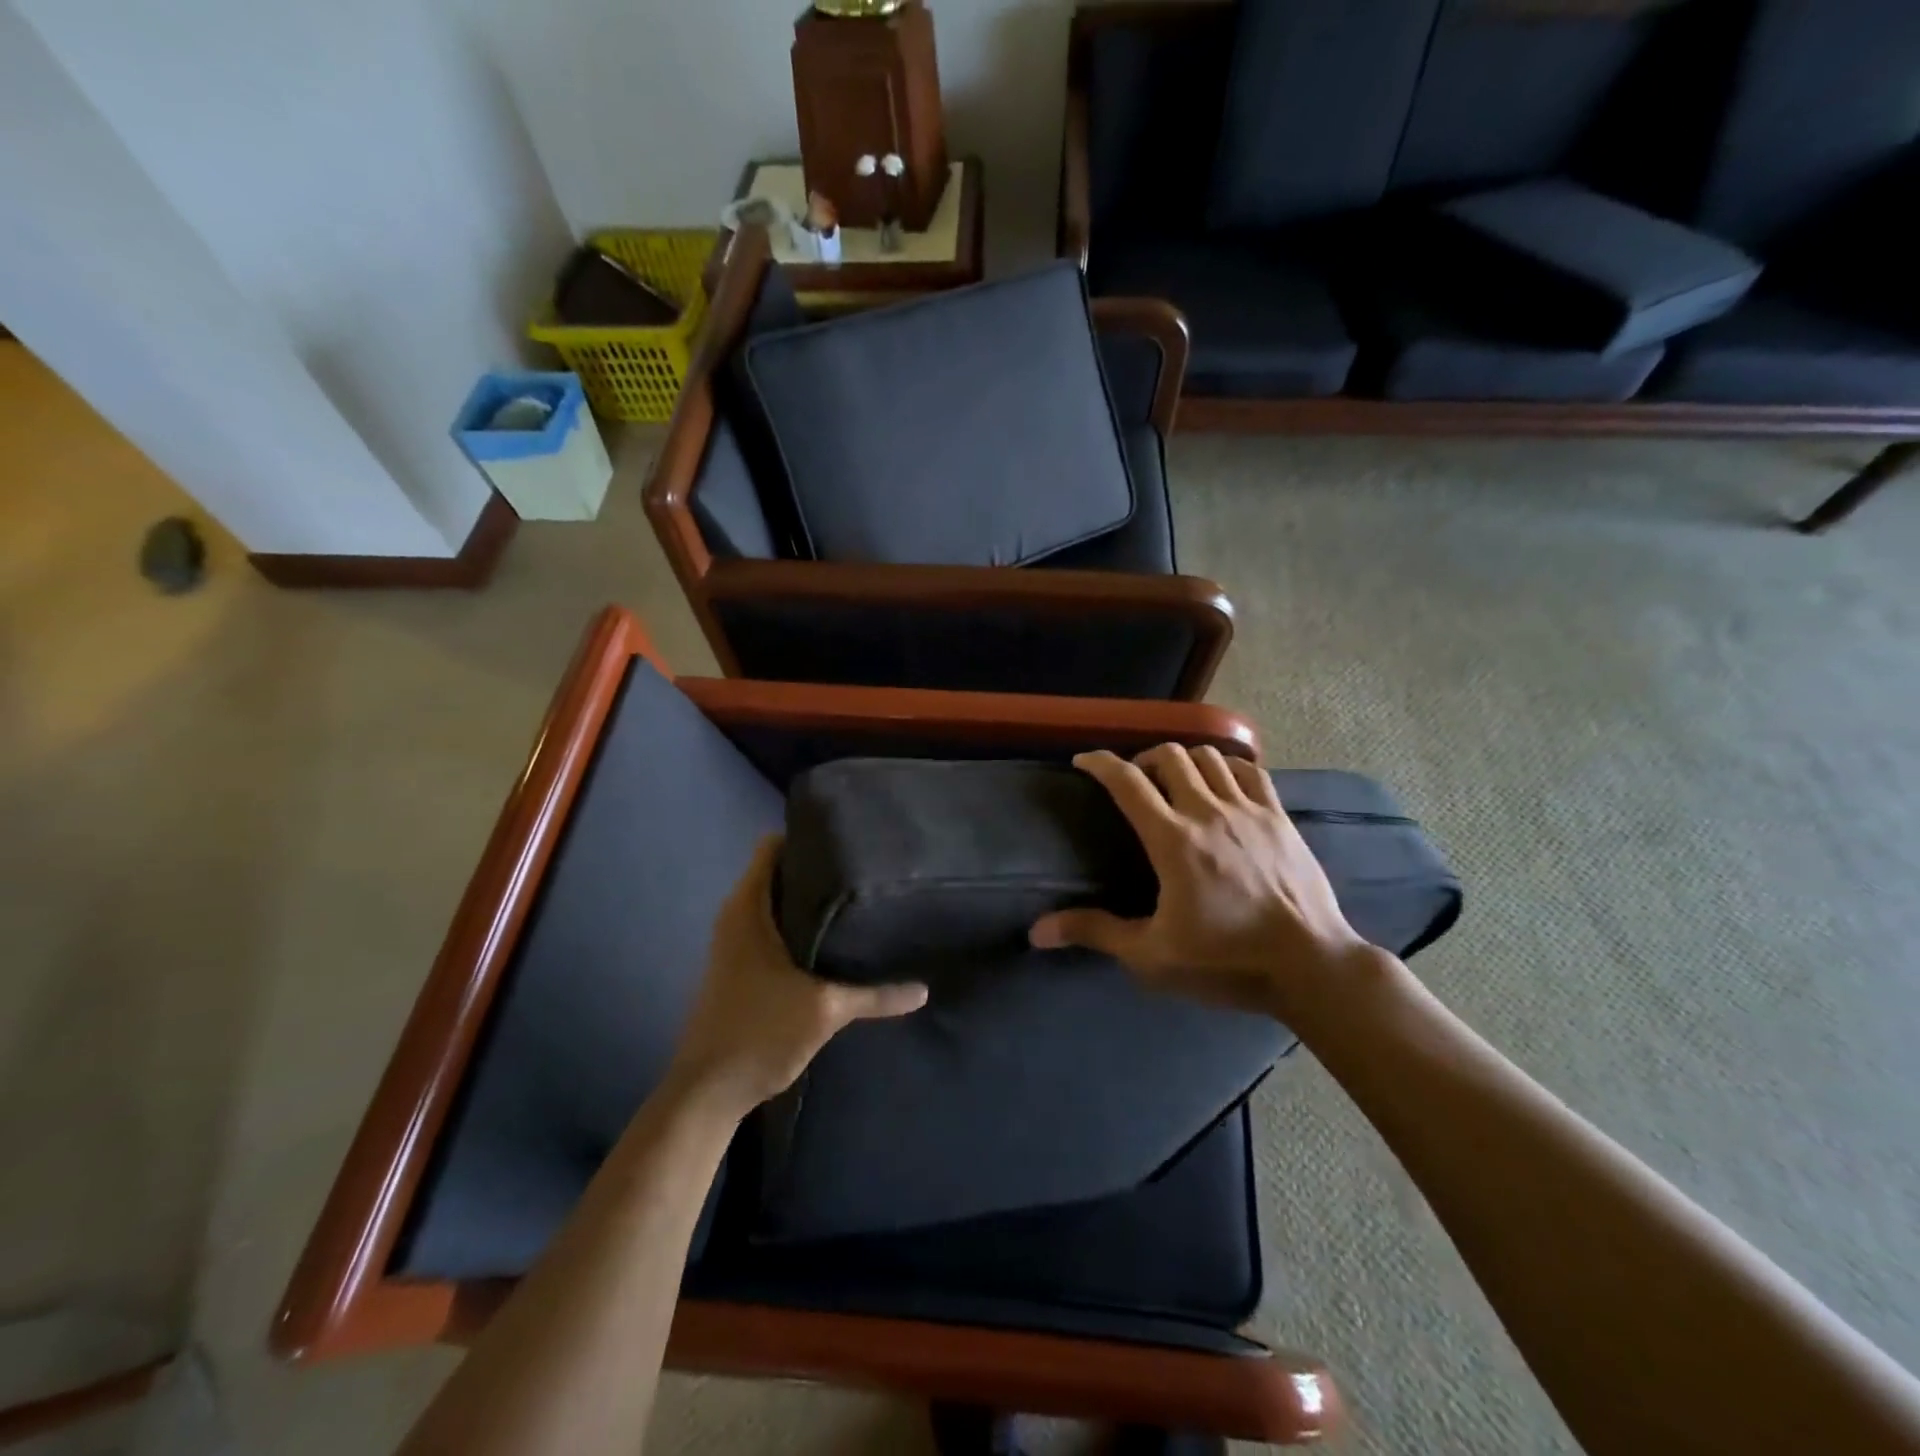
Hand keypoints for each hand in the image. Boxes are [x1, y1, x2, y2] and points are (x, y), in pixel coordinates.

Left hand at [668, 836, 927, 1115]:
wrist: (707, 1092)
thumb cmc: (759, 1032)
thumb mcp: (825, 1010)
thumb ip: (875, 996)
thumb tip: (923, 989)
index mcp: (748, 908)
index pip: (771, 846)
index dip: (806, 837)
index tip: (846, 839)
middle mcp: (737, 917)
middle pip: (778, 872)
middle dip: (816, 869)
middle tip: (863, 870)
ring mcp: (735, 943)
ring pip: (776, 903)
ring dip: (809, 902)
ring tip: (855, 901)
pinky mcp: (740, 967)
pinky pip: (773, 928)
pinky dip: (799, 926)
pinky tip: (833, 941)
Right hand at [1030, 746, 1380, 1020]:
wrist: (1310, 965)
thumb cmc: (1225, 961)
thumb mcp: (1151, 954)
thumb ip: (1096, 932)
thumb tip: (1037, 931)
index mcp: (1173, 840)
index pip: (1128, 782)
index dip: (1100, 763)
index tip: (1083, 760)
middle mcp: (1208, 812)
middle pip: (1169, 756)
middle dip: (1142, 759)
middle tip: (1133, 781)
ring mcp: (1249, 810)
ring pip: (1209, 757)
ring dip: (1183, 759)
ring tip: (1174, 779)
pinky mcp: (1280, 817)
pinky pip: (1250, 771)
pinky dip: (1227, 766)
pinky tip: (1221, 783)